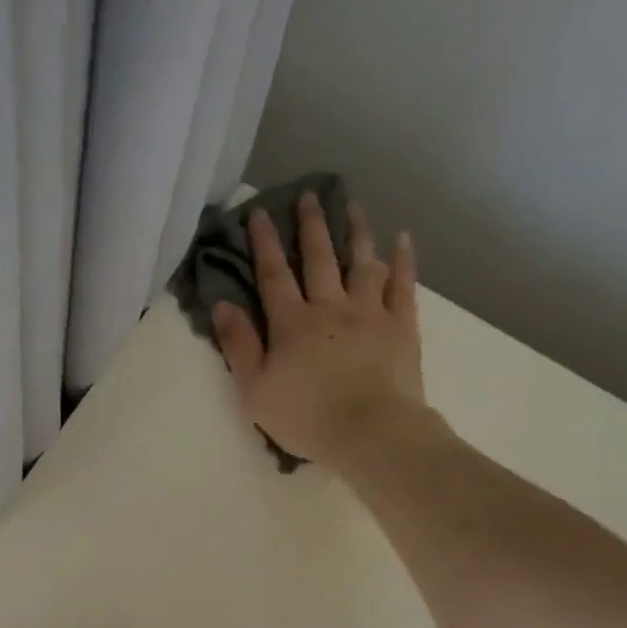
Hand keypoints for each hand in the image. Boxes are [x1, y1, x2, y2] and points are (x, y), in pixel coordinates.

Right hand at [211, 194, 429, 470]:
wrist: (369, 431)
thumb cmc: (306, 417)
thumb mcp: (255, 390)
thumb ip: (239, 346)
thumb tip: (223, 305)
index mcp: (292, 324)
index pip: (274, 275)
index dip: (264, 243)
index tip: (259, 212)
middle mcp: (330, 307)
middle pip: (319, 259)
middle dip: (311, 226)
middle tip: (309, 195)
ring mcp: (370, 314)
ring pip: (362, 263)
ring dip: (357, 232)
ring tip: (353, 206)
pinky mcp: (401, 327)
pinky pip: (403, 286)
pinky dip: (403, 261)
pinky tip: (402, 239)